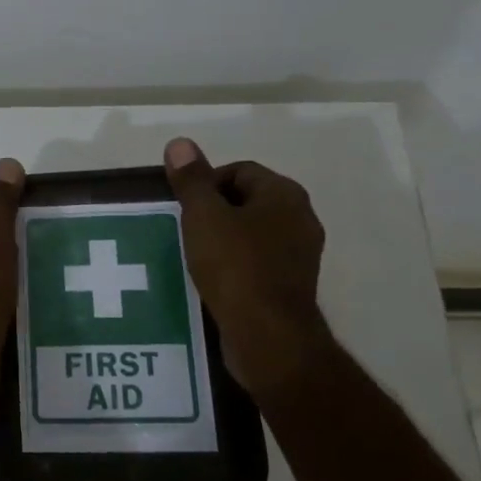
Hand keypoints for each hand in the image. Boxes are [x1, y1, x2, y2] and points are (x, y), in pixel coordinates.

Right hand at [164, 137, 328, 391]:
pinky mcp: (290, 287)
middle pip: (246, 201)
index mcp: (285, 195)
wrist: (267, 336)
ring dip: (221, 241)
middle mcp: (300, 219)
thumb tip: (180, 143)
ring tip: (192, 256)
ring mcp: (299, 255)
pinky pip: (255, 263)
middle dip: (212, 212)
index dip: (206, 183)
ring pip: (250, 234)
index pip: (240, 170)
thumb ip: (192, 180)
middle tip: (184, 230)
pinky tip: (210, 281)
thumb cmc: (235, 267)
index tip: (182, 207)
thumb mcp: (204, 217)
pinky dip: (232, 266)